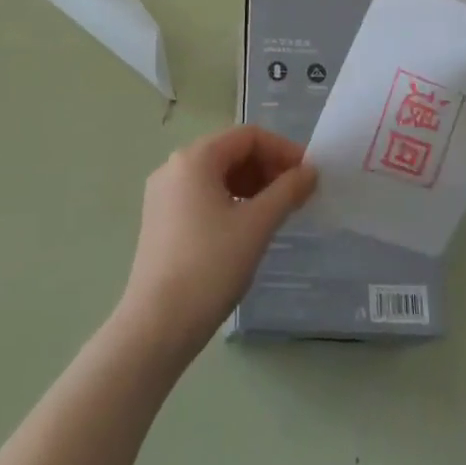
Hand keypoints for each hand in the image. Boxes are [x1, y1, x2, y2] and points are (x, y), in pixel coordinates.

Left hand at [115, 126, 316, 360]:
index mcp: (195, 158)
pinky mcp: (160, 220)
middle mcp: (174, 166)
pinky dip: (230, 201)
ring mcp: (163, 194)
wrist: (155, 328)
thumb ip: (287, 191)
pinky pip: (202, 195)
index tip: (308, 174)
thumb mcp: (256, 226)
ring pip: (217, 175)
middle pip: (231, 152)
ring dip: (251, 185)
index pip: (248, 136)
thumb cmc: (209, 267)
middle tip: (296, 194)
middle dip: (267, 168)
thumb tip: (310, 171)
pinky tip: (246, 227)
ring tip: (276, 212)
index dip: (282, 149)